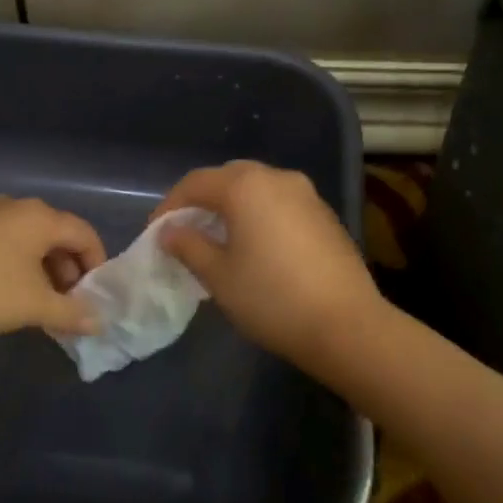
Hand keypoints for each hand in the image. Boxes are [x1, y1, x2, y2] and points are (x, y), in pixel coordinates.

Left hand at [0, 196, 105, 338]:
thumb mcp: (34, 306)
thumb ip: (71, 312)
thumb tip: (98, 321)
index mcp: (40, 217)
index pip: (84, 234)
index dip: (96, 264)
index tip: (95, 296)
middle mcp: (18, 207)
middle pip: (58, 234)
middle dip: (69, 269)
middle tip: (69, 303)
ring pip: (31, 239)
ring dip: (45, 269)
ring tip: (41, 303)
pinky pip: (8, 242)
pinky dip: (20, 264)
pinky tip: (11, 292)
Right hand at [151, 161, 382, 366]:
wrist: (346, 325)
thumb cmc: (272, 298)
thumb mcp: (219, 276)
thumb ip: (189, 246)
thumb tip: (170, 232)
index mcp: (246, 186)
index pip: (196, 183)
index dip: (170, 205)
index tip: (156, 233)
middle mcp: (277, 178)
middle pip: (229, 177)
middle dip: (203, 199)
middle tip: (186, 230)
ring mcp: (307, 194)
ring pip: (258, 188)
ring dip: (233, 205)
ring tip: (218, 238)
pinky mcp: (325, 215)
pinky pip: (280, 203)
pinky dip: (260, 214)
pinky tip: (256, 246)